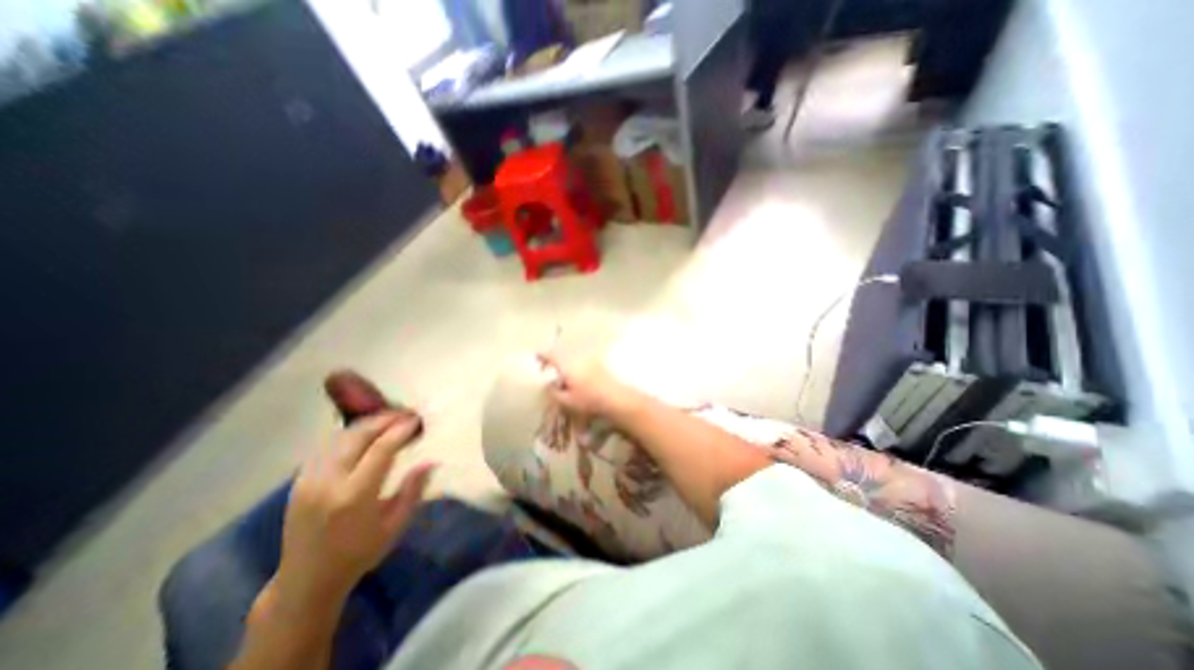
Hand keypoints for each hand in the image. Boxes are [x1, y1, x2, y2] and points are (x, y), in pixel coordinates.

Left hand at [275, 412, 434, 604]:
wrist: (305, 581)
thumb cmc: (359, 554)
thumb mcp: (395, 525)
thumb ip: (413, 490)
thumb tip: (431, 461)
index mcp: (355, 496)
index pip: (381, 449)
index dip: (401, 430)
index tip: (416, 420)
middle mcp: (329, 483)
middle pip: (358, 435)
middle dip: (384, 420)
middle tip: (405, 414)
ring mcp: (309, 481)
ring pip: (340, 437)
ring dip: (367, 424)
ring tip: (388, 420)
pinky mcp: (299, 482)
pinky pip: (326, 446)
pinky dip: (348, 434)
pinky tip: (363, 434)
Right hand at [541, 354, 643, 421]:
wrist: (616, 398)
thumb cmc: (589, 400)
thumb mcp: (567, 400)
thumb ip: (554, 392)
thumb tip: (547, 385)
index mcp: (567, 364)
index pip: (551, 355)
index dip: (543, 355)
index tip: (537, 356)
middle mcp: (578, 357)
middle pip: (562, 351)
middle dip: (554, 356)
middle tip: (547, 365)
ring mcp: (589, 358)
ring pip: (573, 354)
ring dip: (565, 359)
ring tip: (561, 372)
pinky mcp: (599, 363)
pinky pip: (582, 358)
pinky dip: (575, 362)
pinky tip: (576, 374)